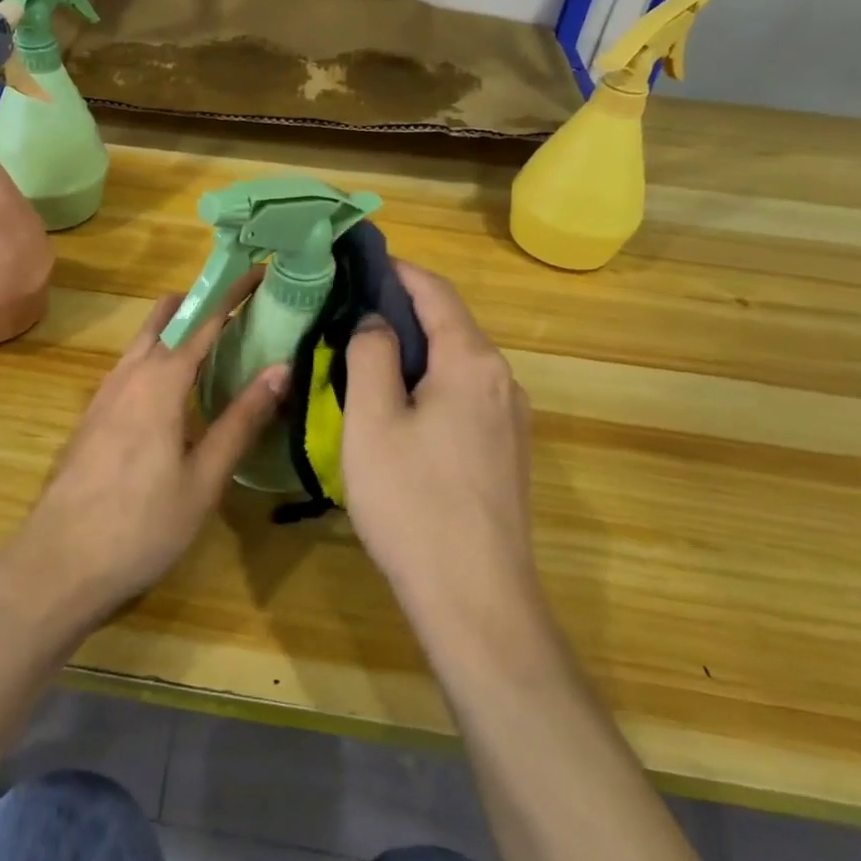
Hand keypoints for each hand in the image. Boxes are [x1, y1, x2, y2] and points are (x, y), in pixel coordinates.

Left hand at [1, 272, 288, 629]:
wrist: (57, 564)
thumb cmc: (141, 525)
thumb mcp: (204, 479)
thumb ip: (242, 420)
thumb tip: (281, 367)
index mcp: (161, 382)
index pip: (204, 320)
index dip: (233, 292)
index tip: (260, 271)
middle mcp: (129, 374)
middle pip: (166, 317)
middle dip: (202, 302)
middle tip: (242, 309)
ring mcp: (105, 393)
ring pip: (145, 340)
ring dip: (179, 328)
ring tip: (218, 344)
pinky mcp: (93, 415)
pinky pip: (132, 365)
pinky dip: (160, 355)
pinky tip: (177, 390)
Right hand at [340, 262, 539, 627]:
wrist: (477, 600)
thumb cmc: (412, 503)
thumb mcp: (371, 422)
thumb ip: (371, 356)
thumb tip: (377, 322)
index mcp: (471, 362)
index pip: (435, 292)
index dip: (398, 269)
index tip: (360, 259)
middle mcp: (501, 380)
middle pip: (450, 325)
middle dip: (403, 310)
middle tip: (350, 311)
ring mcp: (511, 420)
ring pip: (458, 363)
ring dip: (416, 349)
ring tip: (367, 356)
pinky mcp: (508, 453)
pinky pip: (465, 396)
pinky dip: (431, 382)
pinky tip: (400, 407)